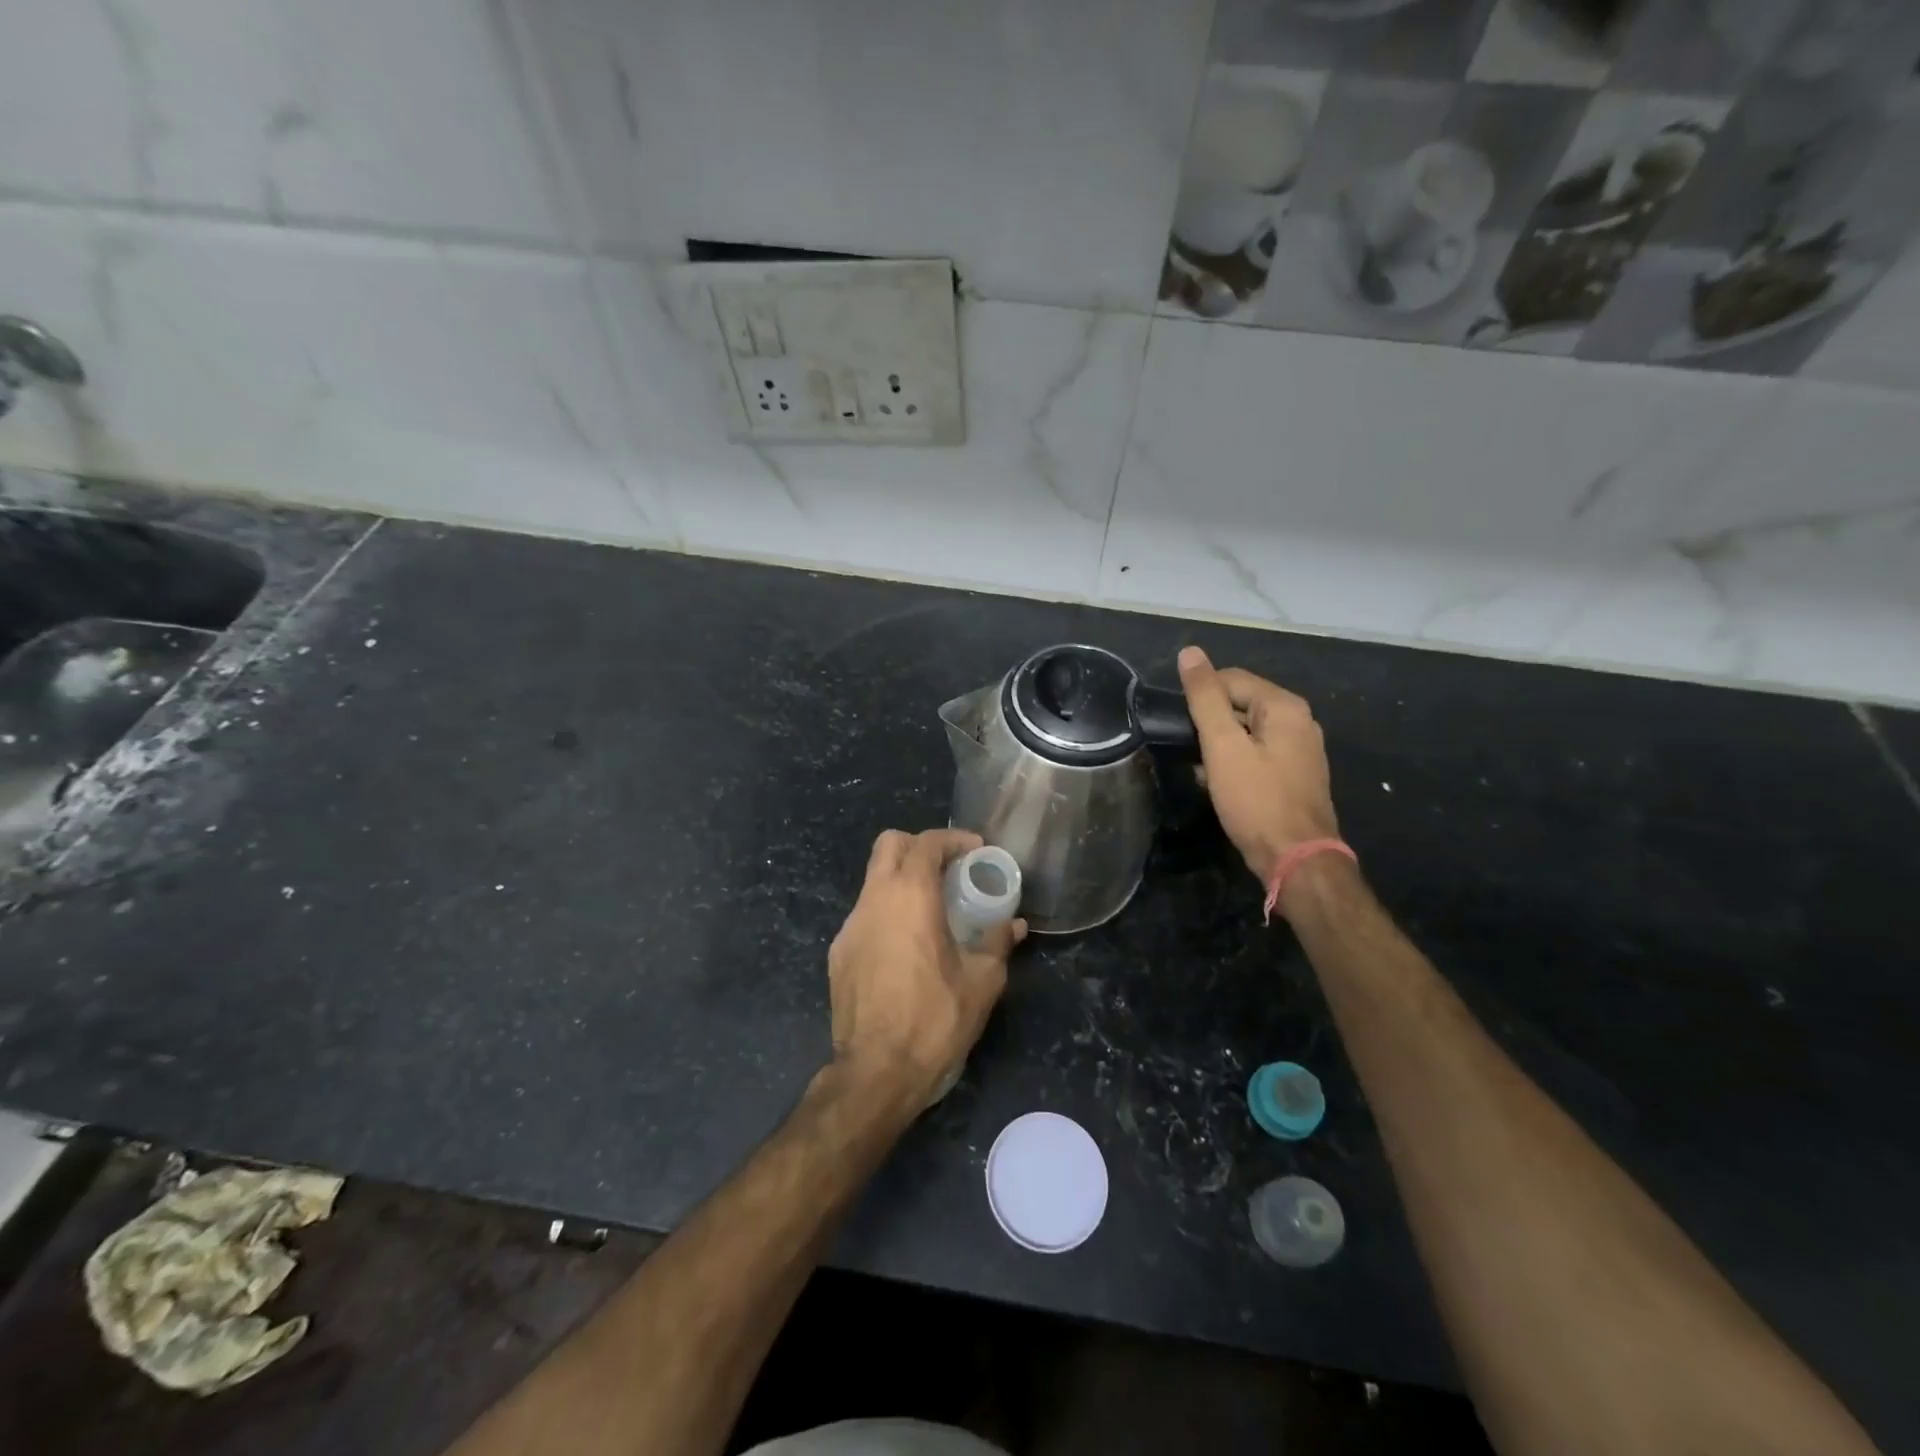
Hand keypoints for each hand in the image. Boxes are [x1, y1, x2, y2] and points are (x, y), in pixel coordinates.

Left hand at [827, 828, 1026, 1109]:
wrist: (875, 1072)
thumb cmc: (934, 1020)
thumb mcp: (981, 983)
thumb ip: (998, 944)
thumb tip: (1014, 925)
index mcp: (910, 897)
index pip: (926, 843)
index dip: (953, 839)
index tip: (976, 851)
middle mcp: (874, 900)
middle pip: (889, 844)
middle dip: (920, 846)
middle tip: (949, 869)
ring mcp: (850, 925)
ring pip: (873, 880)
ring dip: (902, 881)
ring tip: (932, 911)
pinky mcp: (838, 952)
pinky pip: (865, 915)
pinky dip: (887, 913)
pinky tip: (906, 947)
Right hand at [1178, 646, 1339, 883]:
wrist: (1296, 860)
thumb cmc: (1256, 800)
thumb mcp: (1223, 746)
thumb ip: (1205, 698)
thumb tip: (1190, 652)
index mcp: (1285, 706)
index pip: (1230, 679)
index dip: (1200, 697)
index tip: (1180, 727)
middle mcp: (1299, 721)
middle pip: (1240, 703)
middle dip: (1210, 723)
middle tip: (1188, 751)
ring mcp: (1301, 750)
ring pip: (1246, 731)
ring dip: (1219, 745)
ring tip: (1200, 770)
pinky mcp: (1295, 775)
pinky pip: (1257, 754)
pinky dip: (1235, 762)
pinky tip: (1219, 784)